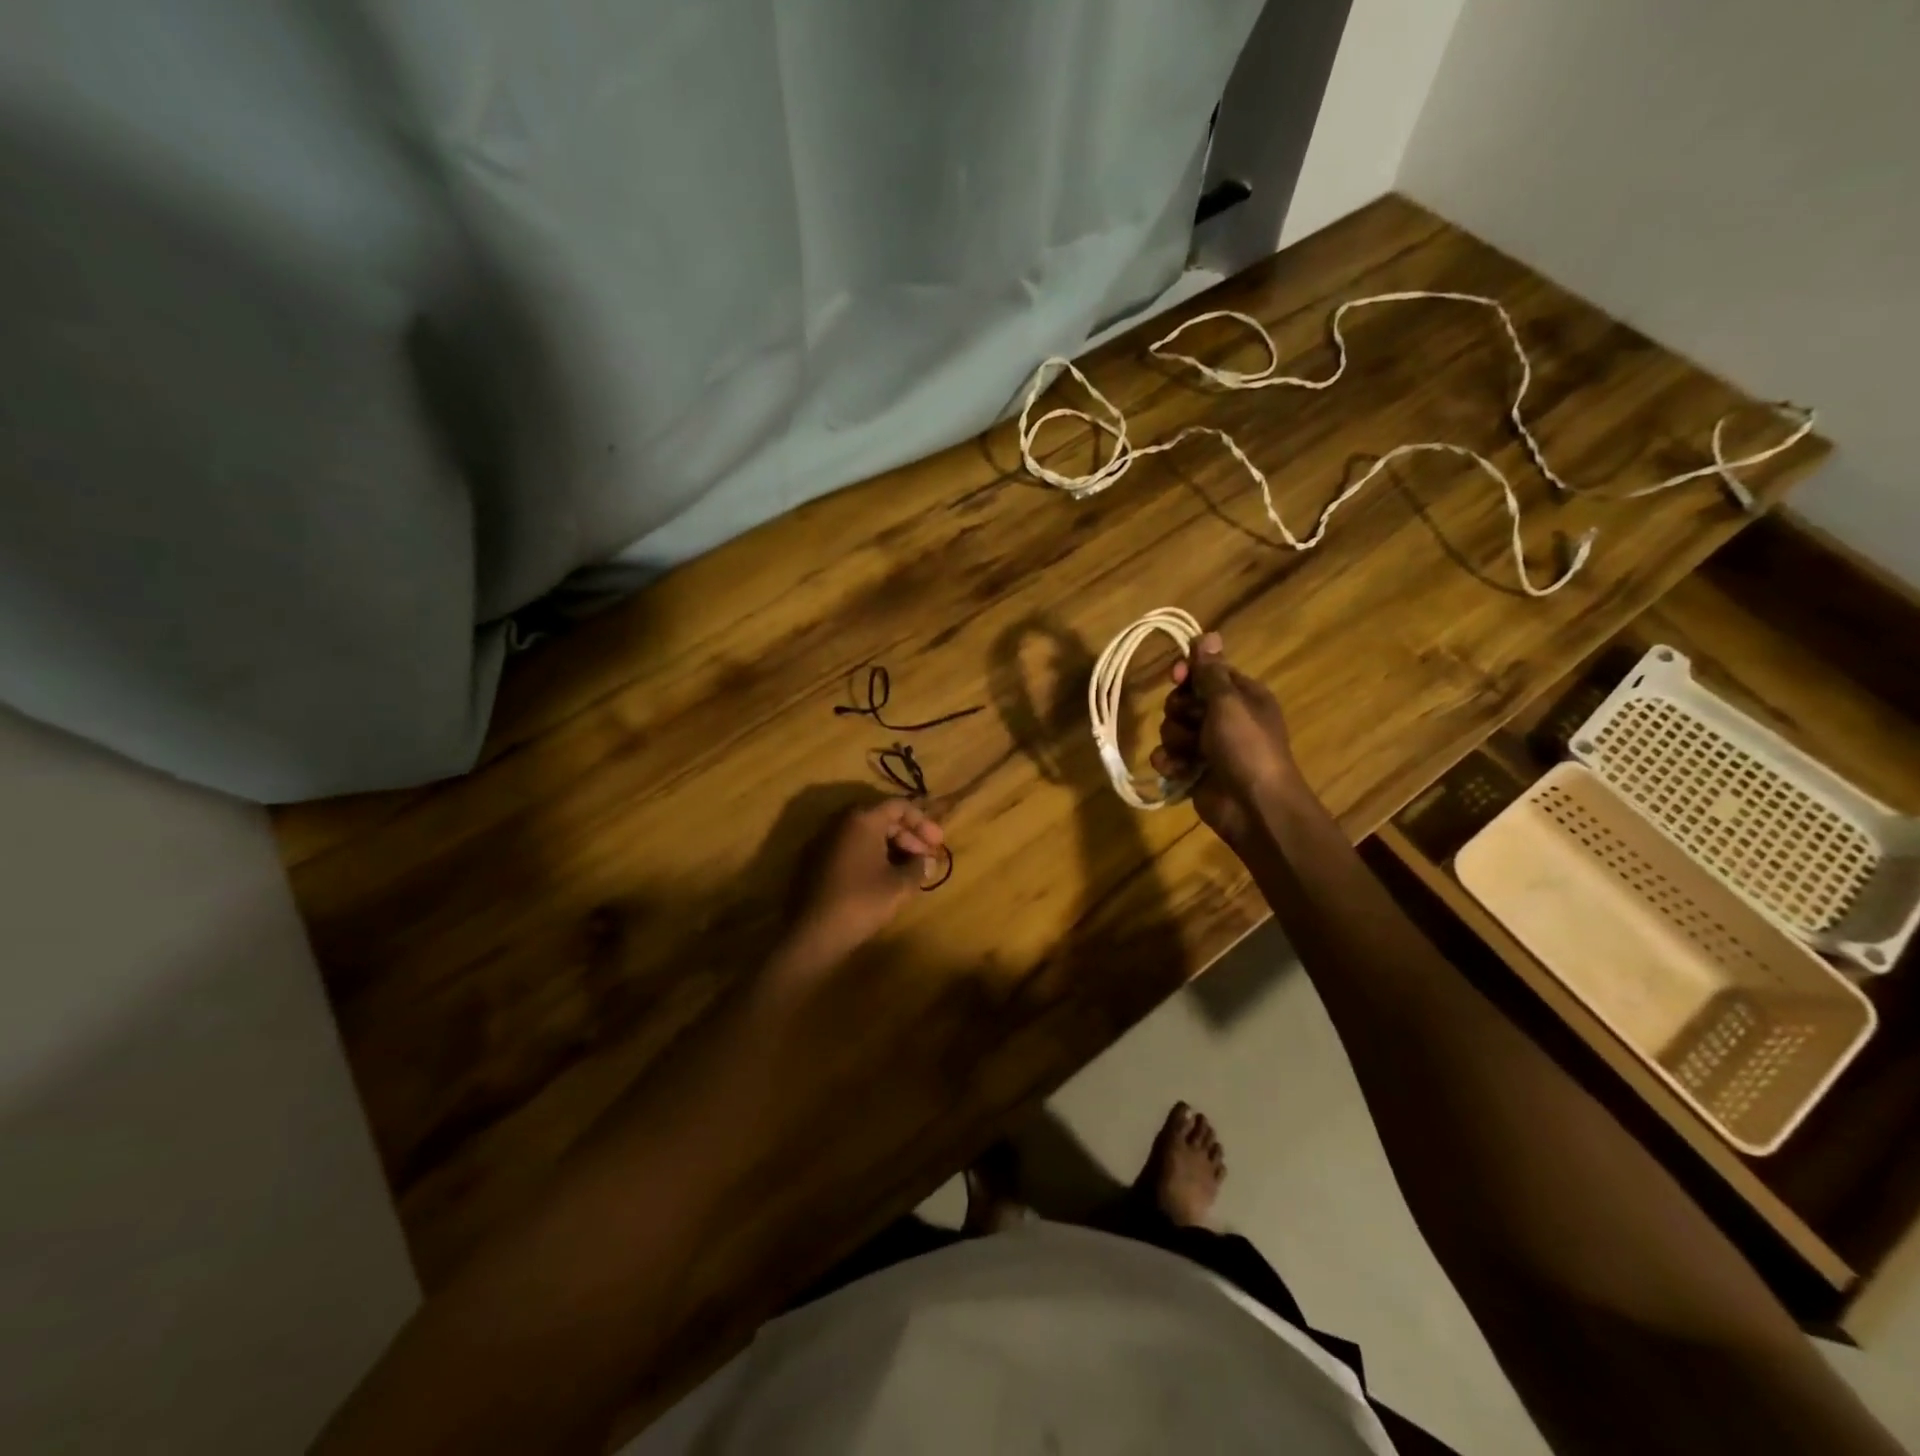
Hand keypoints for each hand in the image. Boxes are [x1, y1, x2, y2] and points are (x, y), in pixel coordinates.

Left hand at [783, 799, 945, 969]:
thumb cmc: (861, 902)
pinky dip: (873, 855)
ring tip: (910, 869)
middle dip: (909, 835)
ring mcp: (826, 841)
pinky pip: (852, 847)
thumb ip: (918, 868)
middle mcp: (842, 822)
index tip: (938, 843)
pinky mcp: (818, 860)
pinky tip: (885, 877)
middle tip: (926, 858)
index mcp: (863, 820)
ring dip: (892, 846)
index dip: (923, 822)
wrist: (813, 934)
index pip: (899, 805)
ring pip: (867, 834)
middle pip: (882, 817)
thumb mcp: (899, 886)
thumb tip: (927, 861)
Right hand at [1150, 632, 1301, 847]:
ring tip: (1189, 753)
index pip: (1207, 673)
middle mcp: (1226, 718)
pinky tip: (1176, 770)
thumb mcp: (1228, 703)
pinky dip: (1169, 762)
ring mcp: (1209, 746)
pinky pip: (1169, 756)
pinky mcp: (1194, 771)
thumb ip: (1211, 672)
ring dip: (1174, 740)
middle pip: (1184, 700)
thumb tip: (1208, 633)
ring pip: (1172, 729)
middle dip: (1180, 711)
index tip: (1176, 677)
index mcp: (1242, 696)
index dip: (1188, 673)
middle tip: (1191, 721)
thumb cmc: (1246, 747)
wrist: (1254, 806)